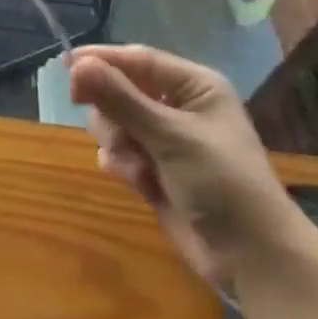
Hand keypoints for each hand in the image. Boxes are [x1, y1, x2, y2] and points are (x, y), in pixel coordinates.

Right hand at [70, 44, 306, 285]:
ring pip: (114, 123)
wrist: (252, 259)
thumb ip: (120, 99)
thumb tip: (76, 65)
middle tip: (117, 134)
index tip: (65, 68)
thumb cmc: (221, 183)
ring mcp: (165, 139)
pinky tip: (142, 185)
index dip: (102, 60)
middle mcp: (178, 106)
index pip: (137, 59)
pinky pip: (118, 152)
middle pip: (120, 90)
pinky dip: (122, 166)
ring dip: (118, 145)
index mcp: (194, 86)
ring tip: (139, 169)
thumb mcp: (170, 136)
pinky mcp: (154, 169)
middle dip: (113, 114)